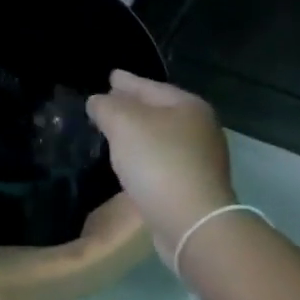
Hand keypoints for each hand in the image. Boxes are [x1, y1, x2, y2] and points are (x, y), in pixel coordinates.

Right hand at [86, 71, 236, 257]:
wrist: (192, 223)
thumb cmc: (158, 162)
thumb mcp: (123, 123)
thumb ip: (106, 106)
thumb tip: (98, 101)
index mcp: (188, 106)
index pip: (149, 86)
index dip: (126, 81)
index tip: (111, 76)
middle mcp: (200, 128)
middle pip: (158, 110)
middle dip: (132, 106)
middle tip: (108, 102)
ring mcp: (201, 159)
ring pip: (160, 137)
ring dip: (138, 134)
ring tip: (114, 132)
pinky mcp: (195, 186)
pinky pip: (163, 161)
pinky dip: (145, 156)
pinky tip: (130, 162)